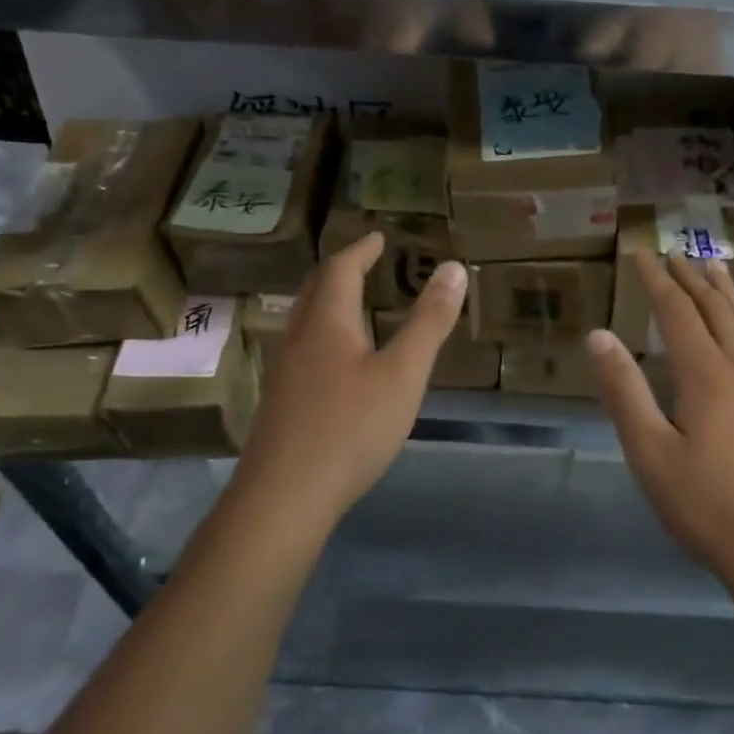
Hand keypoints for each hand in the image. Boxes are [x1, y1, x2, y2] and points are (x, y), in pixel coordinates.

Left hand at [234, 233, 464, 528]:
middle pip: (315, 290)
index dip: (360, 250)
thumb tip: (453, 268)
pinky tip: (336, 361)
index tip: (377, 237)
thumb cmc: (350, 427)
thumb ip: (429, 321)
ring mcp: (284, 371)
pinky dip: (324, 333)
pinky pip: (302, 348)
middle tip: (364, 262)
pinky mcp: (280, 402)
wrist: (284, 496)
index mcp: (327, 322)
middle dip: (341, 271)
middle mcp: (298, 337)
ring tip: (353, 303)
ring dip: (329, 302)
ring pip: (305, 320)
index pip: (340, 269)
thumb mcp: (403, 373)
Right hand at [586, 252, 733, 593]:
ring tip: (715, 268)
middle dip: (691, 279)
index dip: (657, 282)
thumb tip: (599, 335)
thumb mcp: (650, 452)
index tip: (641, 254)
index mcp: (706, 375)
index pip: (677, 312)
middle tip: (674, 254)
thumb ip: (624, 391)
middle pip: (714, 311)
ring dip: (725, 294)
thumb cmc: (707, 506)